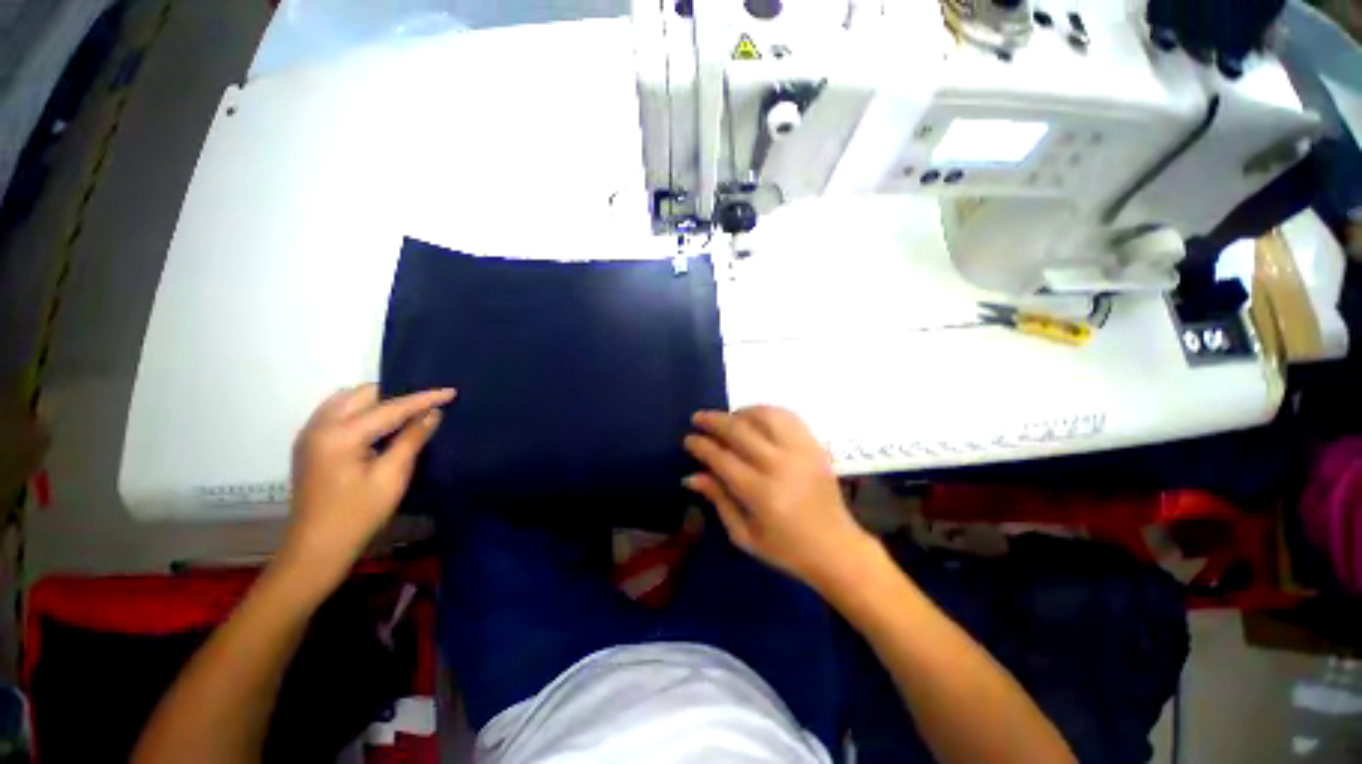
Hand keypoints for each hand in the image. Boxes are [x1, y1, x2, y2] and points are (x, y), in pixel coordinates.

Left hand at [280, 384, 454, 590]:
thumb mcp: (392, 477)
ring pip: (347, 399)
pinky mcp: (309, 443)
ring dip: (377, 400)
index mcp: (341, 435)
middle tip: (425, 406)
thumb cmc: (358, 515)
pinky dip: (360, 410)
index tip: (451, 391)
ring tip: (405, 413)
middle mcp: (320, 426)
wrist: (316, 549)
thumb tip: (433, 414)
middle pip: (363, 394)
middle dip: (396, 394)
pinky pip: (337, 411)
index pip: (391, 408)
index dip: (424, 399)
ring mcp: (310, 434)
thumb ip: (412, 439)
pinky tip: (378, 425)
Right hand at [684, 406, 877, 592]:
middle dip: (714, 421)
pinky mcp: (815, 446)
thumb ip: (718, 500)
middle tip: (698, 418)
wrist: (836, 548)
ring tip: (728, 418)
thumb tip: (691, 476)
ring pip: (765, 416)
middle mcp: (781, 466)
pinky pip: (788, 417)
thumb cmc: (786, 549)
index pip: (722, 458)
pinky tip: (755, 418)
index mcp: (761, 494)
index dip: (701, 445)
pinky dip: (767, 412)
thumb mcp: (744, 535)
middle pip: (740, 431)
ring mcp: (801, 452)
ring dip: (740, 412)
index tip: (689, 439)